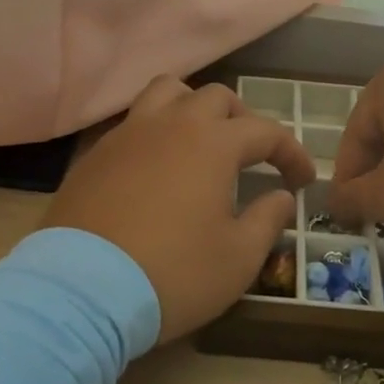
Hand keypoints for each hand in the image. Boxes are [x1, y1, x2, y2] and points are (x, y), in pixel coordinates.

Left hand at [43, 77, 313, 342]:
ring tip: (201, 140)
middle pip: (217, 98)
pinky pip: (134, 122)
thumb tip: (281, 197)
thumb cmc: (173, 274)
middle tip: (252, 156)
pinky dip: (156, 131)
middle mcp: (171, 124)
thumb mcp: (238, 259)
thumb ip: (267, 220)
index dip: (291, 152)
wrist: (81, 290)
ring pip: (168, 93)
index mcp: (213, 144)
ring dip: (193, 108)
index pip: (266, 131)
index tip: (301, 180)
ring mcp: (128, 134)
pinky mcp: (96, 154)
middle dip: (243, 120)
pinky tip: (156, 166)